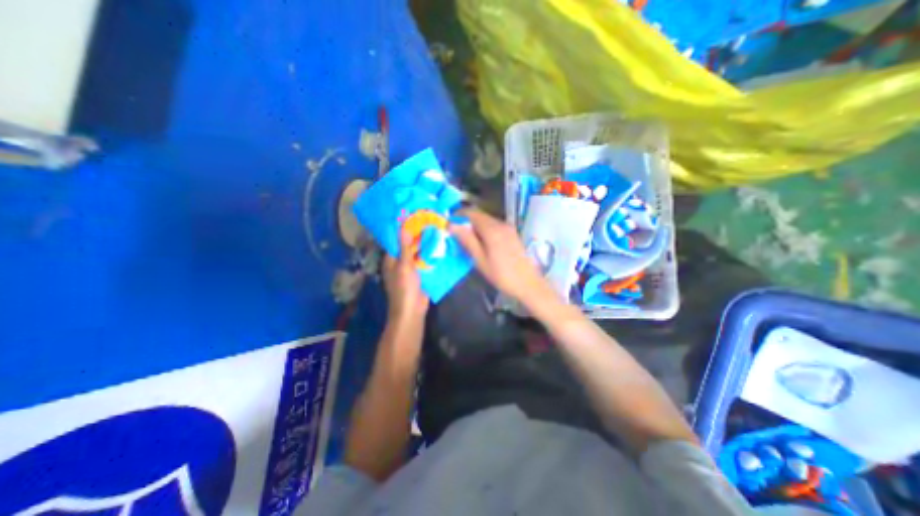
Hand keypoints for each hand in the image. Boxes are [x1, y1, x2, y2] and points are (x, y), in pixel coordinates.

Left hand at [385, 229, 433, 324]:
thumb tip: (403, 226)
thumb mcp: (404, 265)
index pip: (397, 240)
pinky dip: (432, 255)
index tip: (415, 217)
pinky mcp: (422, 274)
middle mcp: (401, 262)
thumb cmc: (404, 287)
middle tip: (430, 221)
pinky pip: (426, 262)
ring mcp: (412, 269)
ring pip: (419, 253)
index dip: (405, 229)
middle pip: (409, 246)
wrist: (413, 310)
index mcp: (392, 259)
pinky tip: (441, 246)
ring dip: (426, 245)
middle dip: (419, 236)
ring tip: (437, 230)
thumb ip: (404, 246)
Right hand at [451, 209, 547, 303]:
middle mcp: (501, 224)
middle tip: (455, 236)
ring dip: (474, 227)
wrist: (528, 284)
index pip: (471, 213)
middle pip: (479, 215)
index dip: (458, 216)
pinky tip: (481, 244)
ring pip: (486, 221)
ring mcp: (508, 228)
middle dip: (465, 222)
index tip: (448, 226)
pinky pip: (494, 227)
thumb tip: (452, 225)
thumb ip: (467, 240)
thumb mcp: (480, 260)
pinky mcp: (512, 234)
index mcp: (492, 229)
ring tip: (466, 242)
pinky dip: (484, 231)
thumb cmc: (502, 275)